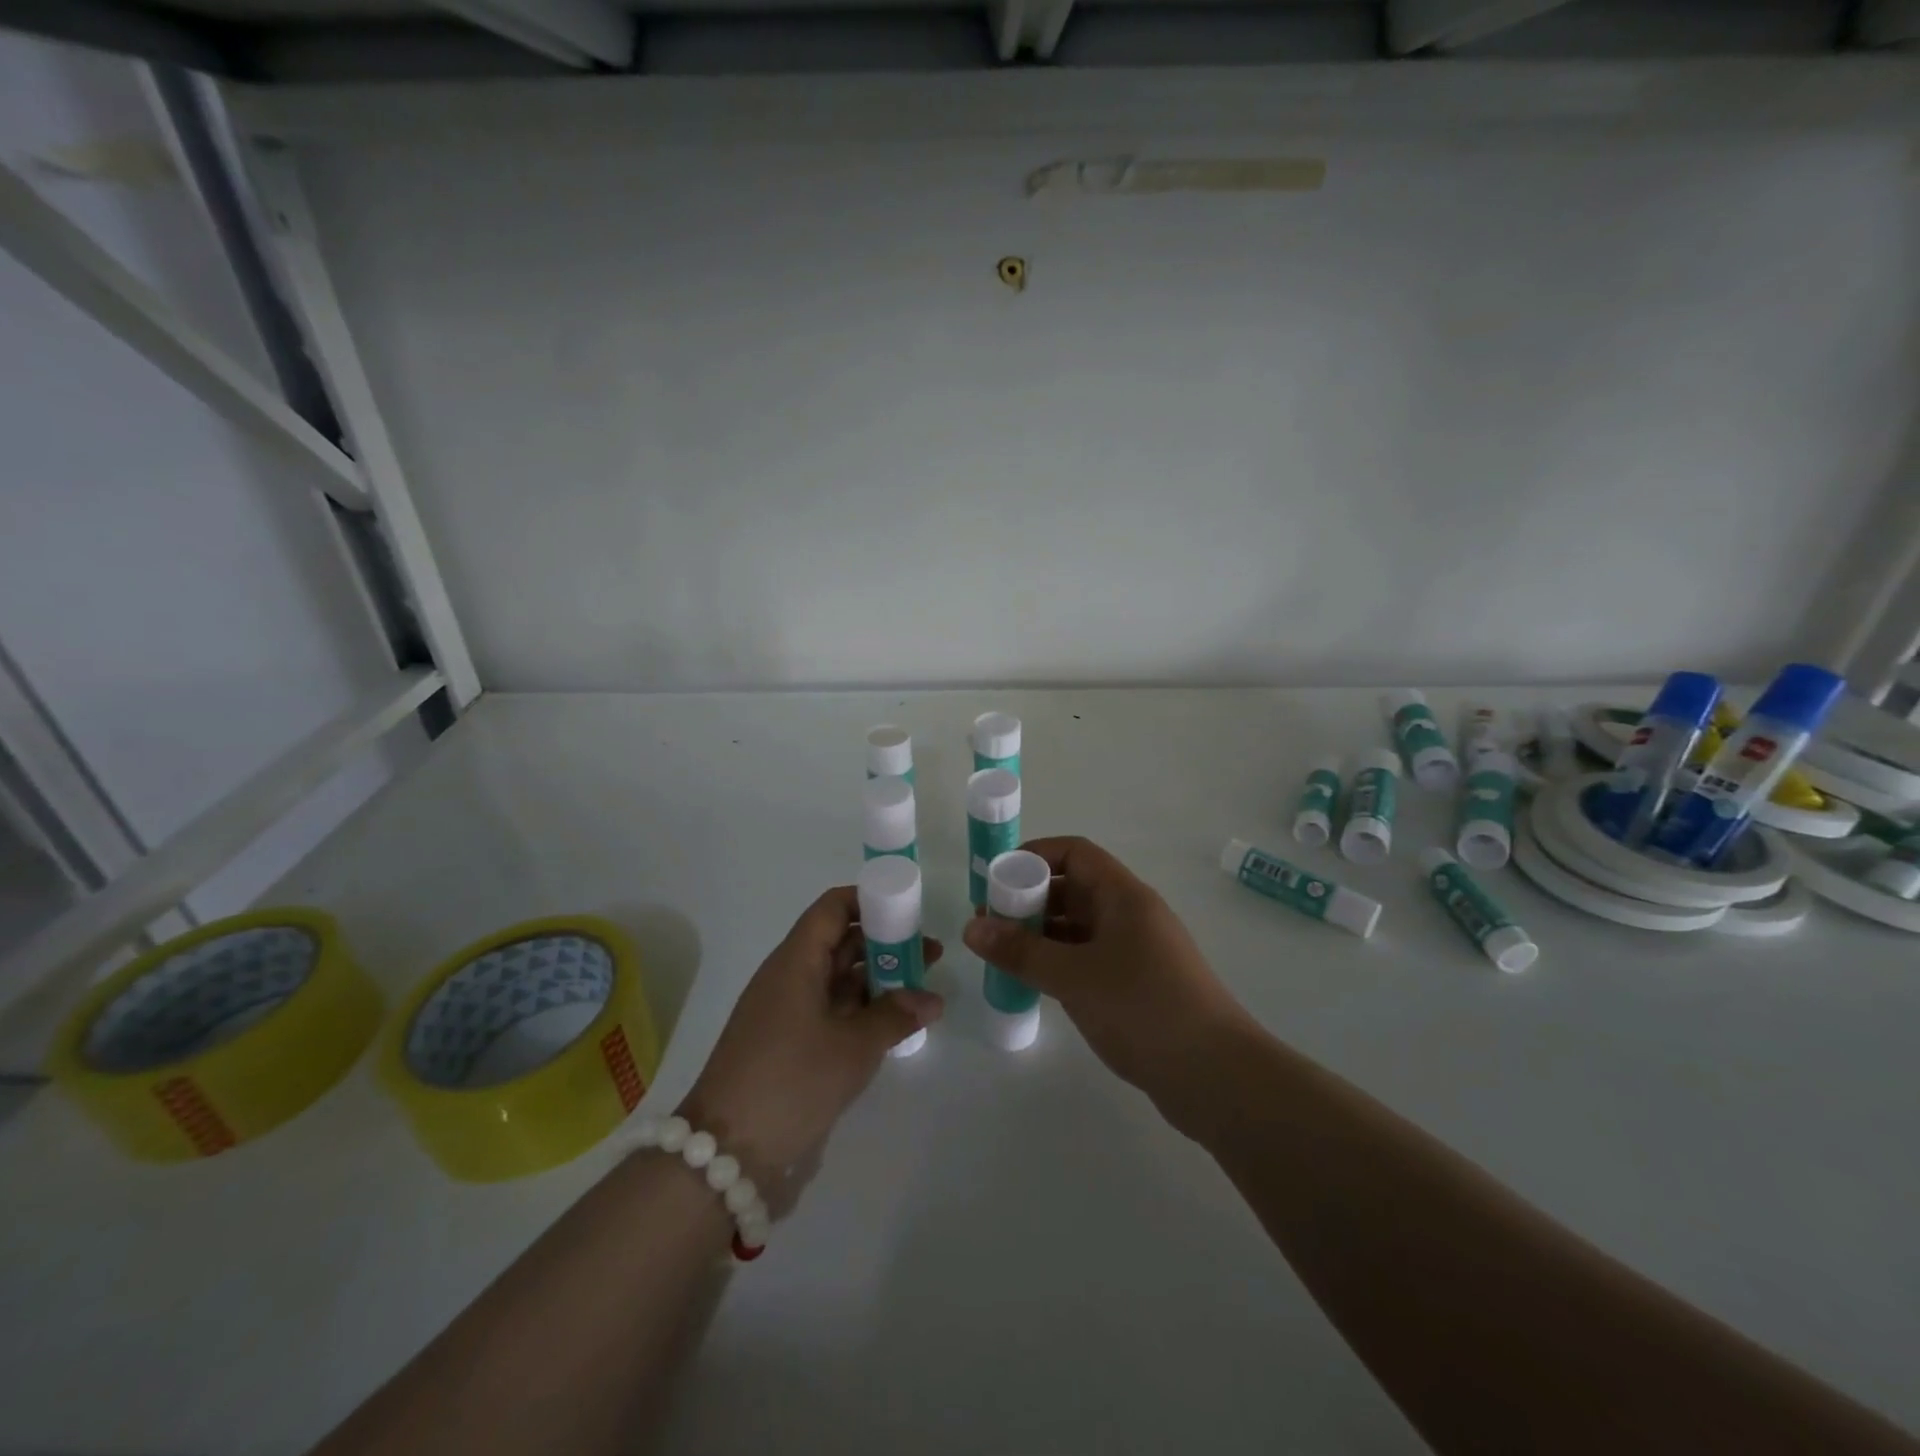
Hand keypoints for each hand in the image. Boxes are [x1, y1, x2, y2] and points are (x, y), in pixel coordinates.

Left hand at [679, 886, 942, 1184]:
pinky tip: (894, 1024)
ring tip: (923, 989)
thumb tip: (933, 999)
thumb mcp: (852, 1047)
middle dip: (886, 944)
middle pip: (840, 942)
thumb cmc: (790, 1082)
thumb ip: (895, 1016)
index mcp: (796, 961)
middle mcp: (790, 977)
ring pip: (838, 979)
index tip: (909, 912)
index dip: (870, 901)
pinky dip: (862, 1010)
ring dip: (878, 980)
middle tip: (930, 955)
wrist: (725, 1154)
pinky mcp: (789, 1044)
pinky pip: (831, 1010)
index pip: (832, 908)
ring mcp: (788, 1012)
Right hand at [960, 837, 1249, 1117]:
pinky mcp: (1136, 986)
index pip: (1075, 853)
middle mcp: (1131, 915)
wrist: (1216, 1076)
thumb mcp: (1074, 976)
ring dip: (1041, 935)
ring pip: (1079, 928)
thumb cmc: (1144, 1008)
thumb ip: (1021, 951)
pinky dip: (1058, 963)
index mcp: (1124, 896)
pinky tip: (1032, 983)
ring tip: (1001, 955)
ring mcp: (1135, 952)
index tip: (997, 879)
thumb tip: (971, 927)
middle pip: (1074, 889)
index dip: (1034, 856)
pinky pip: (1087, 959)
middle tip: (990, 924)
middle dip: (1030, 900)